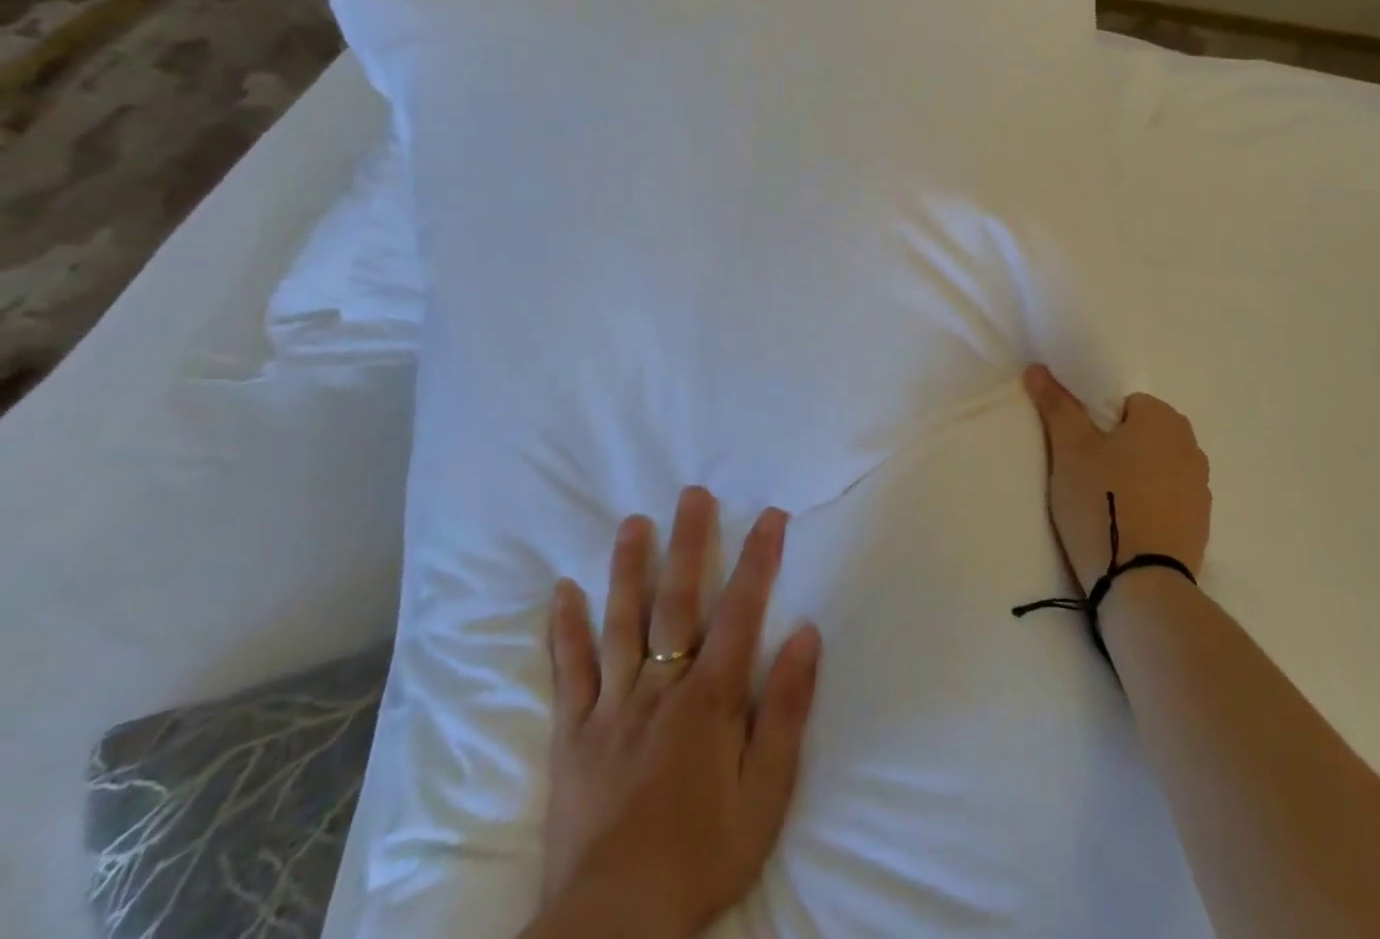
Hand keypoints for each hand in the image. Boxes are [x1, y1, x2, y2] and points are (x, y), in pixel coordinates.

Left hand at [536, 487, 822, 938]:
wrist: (611, 929)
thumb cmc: (702, 856)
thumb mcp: (767, 793)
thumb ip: (787, 709)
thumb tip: (805, 633)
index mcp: (709, 698)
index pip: (741, 610)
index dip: (758, 558)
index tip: (771, 514)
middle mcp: (660, 688)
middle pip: (676, 602)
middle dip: (689, 543)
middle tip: (692, 494)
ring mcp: (611, 708)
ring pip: (620, 623)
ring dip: (628, 568)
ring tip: (633, 522)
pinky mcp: (573, 736)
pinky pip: (570, 672)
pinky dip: (566, 629)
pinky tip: (563, 591)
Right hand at [1022, 365, 1210, 591]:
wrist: (1142, 586)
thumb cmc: (1102, 503)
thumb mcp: (1069, 450)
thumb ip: (1057, 405)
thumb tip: (1037, 367)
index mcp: (1162, 418)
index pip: (1124, 405)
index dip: (1098, 426)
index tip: (1081, 453)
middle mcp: (1190, 445)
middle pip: (1142, 434)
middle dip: (1118, 450)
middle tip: (1088, 478)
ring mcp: (1201, 487)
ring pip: (1156, 467)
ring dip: (1136, 477)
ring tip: (1106, 507)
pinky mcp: (1202, 524)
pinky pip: (1169, 499)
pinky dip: (1151, 506)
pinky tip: (1129, 528)